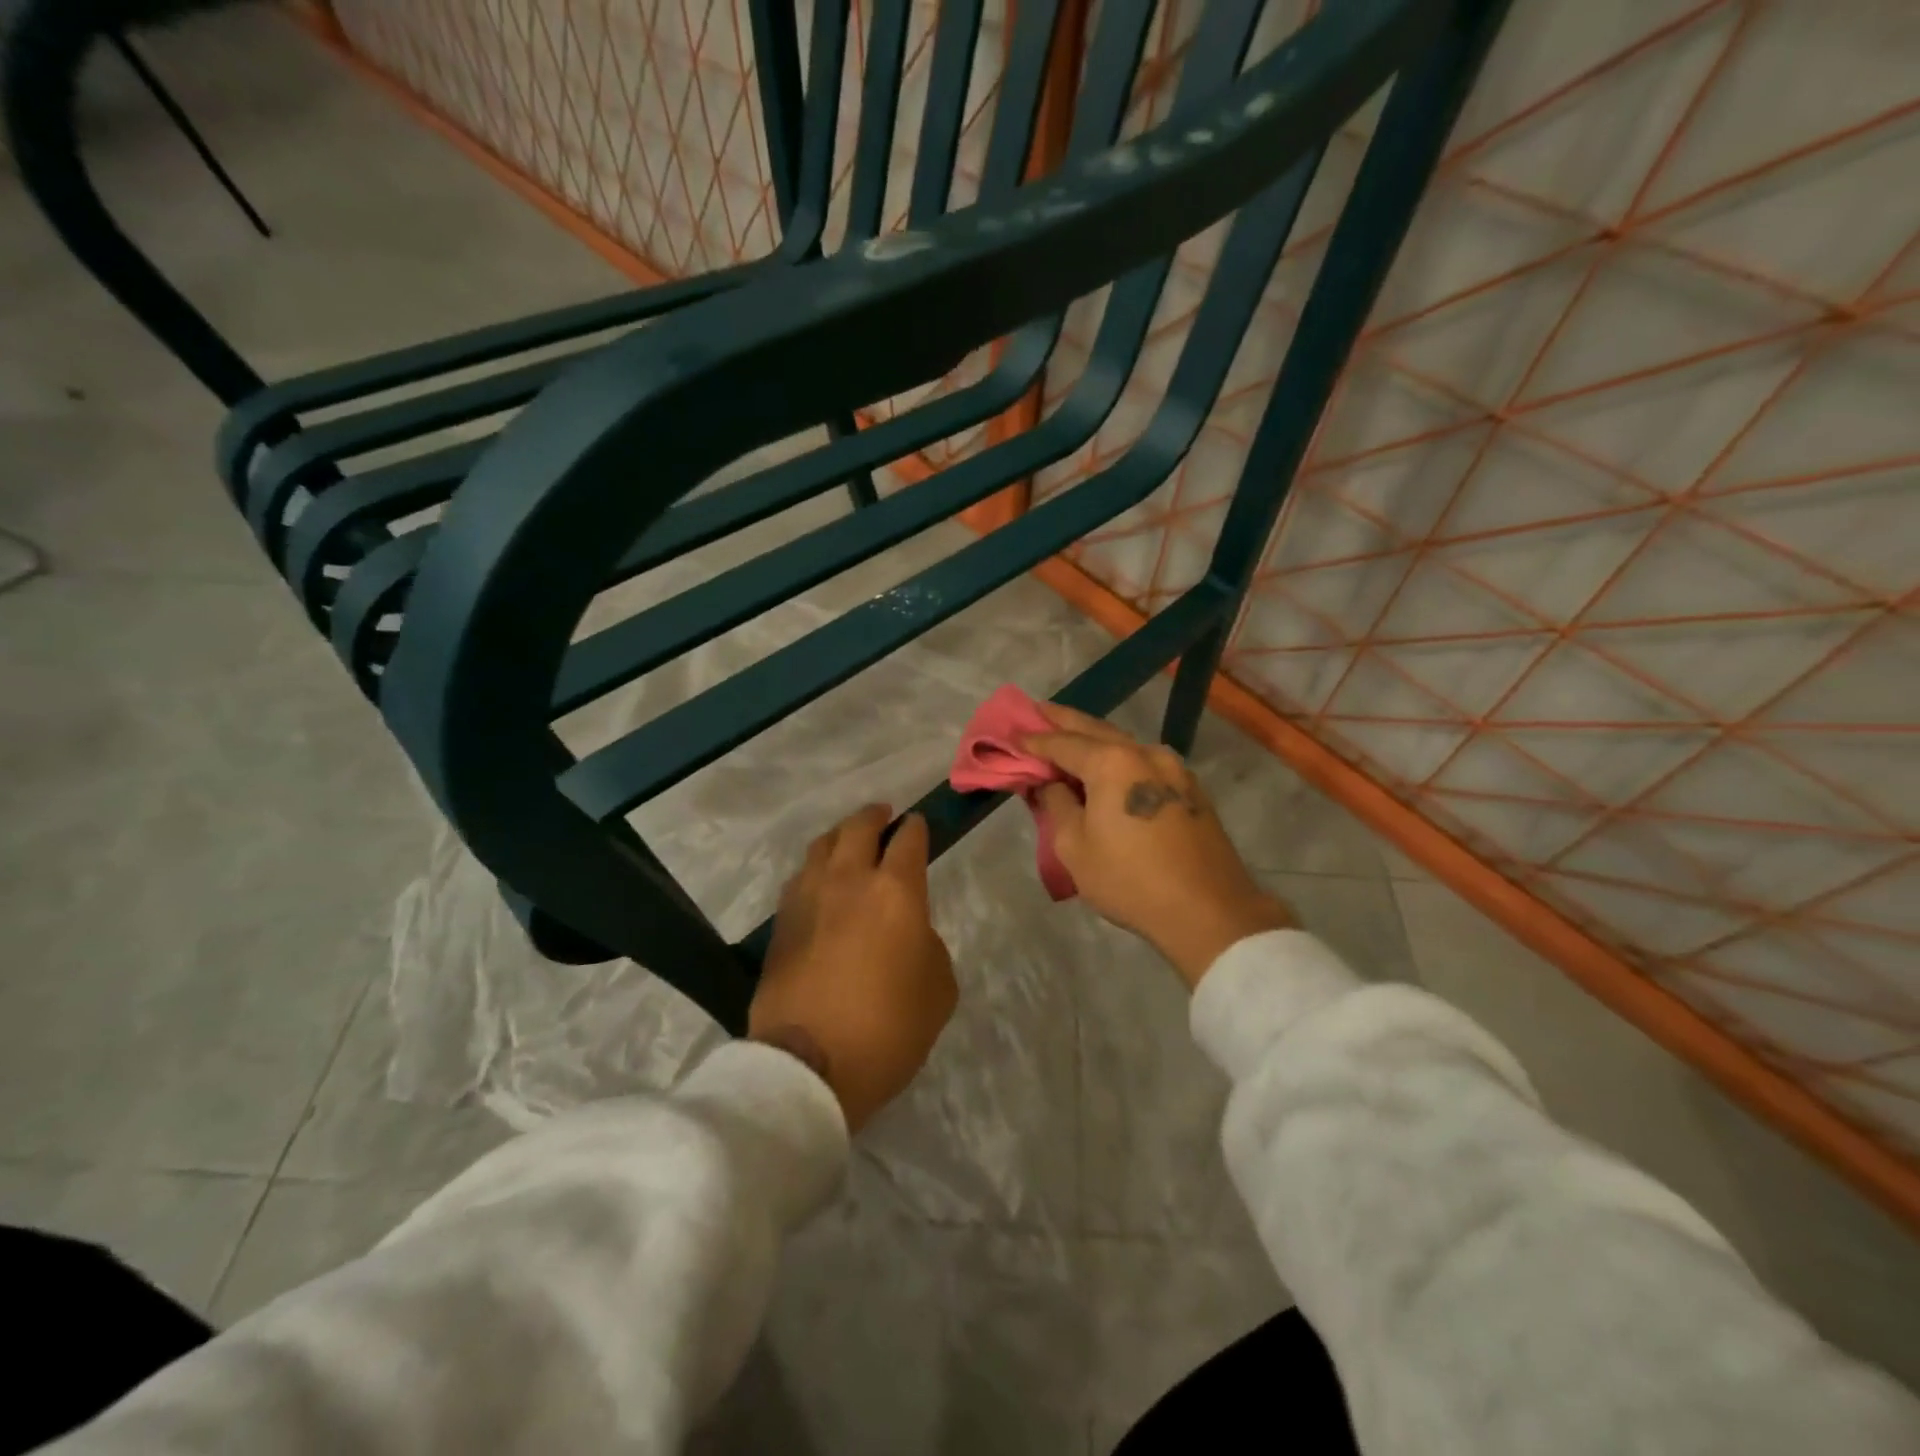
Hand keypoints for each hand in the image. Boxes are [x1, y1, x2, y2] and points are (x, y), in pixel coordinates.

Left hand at [750, 805, 956, 1132]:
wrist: (808, 1064)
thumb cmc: (888, 1029)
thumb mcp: (939, 989)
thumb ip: (928, 945)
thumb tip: (909, 931)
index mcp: (895, 891)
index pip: (908, 840)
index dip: (915, 828)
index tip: (918, 825)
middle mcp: (849, 880)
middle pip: (858, 827)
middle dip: (874, 816)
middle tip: (884, 815)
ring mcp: (808, 898)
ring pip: (822, 846)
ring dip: (840, 836)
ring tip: (849, 841)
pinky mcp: (780, 922)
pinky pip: (800, 877)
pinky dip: (816, 868)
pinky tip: (821, 881)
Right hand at [1022, 703, 1295, 989]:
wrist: (1209, 912)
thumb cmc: (1130, 880)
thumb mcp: (1075, 847)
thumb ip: (1057, 804)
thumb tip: (1050, 784)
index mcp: (1113, 762)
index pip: (1062, 743)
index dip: (1034, 741)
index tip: (1012, 736)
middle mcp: (1145, 753)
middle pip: (1095, 730)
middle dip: (1064, 722)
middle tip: (1037, 711)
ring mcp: (1174, 769)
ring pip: (1123, 745)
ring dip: (1093, 740)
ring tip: (1068, 738)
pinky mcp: (1189, 789)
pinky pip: (1143, 764)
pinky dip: (1117, 760)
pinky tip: (1105, 767)